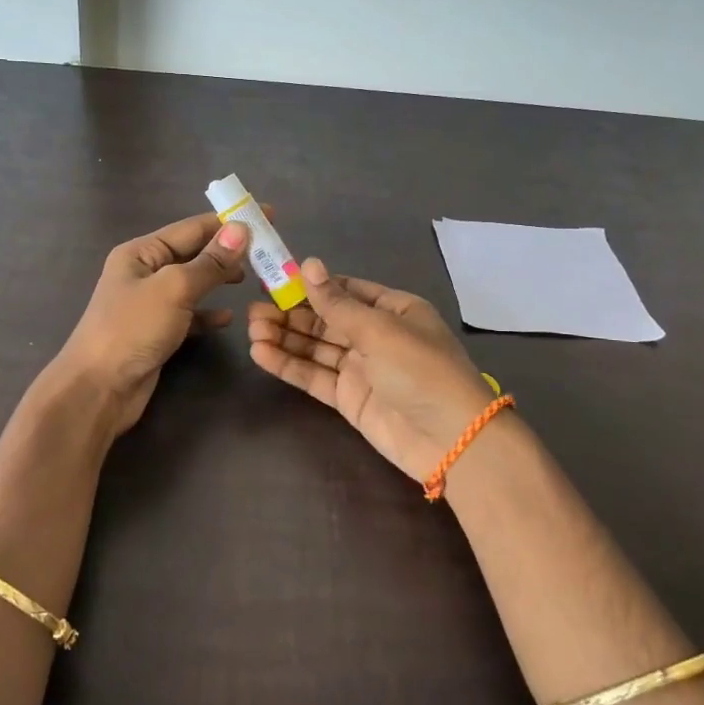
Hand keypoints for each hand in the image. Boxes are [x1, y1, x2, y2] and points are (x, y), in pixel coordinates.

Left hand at [55, 213, 250, 435]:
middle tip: (267, 250)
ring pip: (193, 283)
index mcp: (141, 252)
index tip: (266, 215)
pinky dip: (208, 313)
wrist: (98, 389)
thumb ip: (209, 262)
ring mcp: (149, 304)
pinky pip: (189, 314)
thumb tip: (240, 230)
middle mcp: (144, 272)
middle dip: (228, 251)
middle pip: (193, 253)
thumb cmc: (132, 329)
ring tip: (252, 278)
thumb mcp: (174, 289)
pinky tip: (229, 317)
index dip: (228, 221)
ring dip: (220, 279)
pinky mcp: (156, 332)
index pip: (192, 228)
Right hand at [248, 257, 500, 482]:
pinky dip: (289, 365)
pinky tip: (261, 353)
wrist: (452, 440)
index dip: (310, 286)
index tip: (274, 281)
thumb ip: (336, 302)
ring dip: (285, 338)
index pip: (346, 291)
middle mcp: (376, 336)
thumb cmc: (421, 371)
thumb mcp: (379, 330)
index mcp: (394, 310)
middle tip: (253, 311)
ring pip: (316, 347)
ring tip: (251, 329)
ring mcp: (361, 368)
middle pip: (326, 319)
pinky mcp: (349, 398)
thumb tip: (307, 263)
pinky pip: (314, 376)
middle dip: (291, 314)